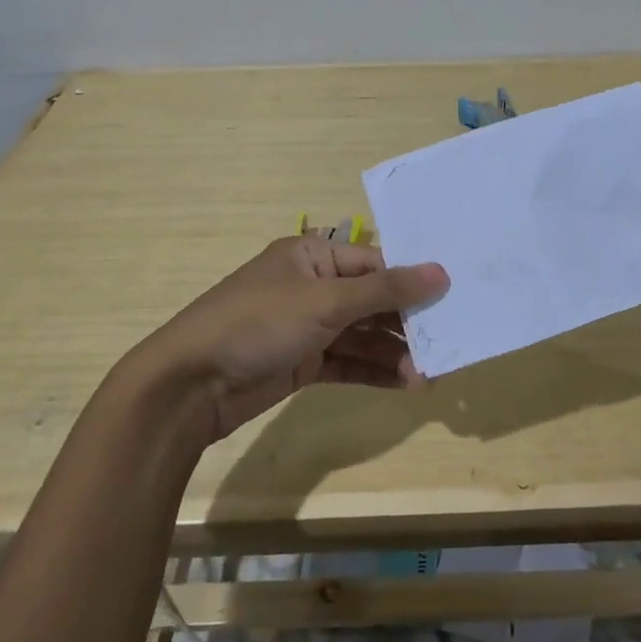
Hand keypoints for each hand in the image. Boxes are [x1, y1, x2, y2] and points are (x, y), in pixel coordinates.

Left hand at [142, 236, 447, 441]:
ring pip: (362, 335)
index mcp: (312, 256)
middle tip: (446, 342)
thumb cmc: (258, 323)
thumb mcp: (325, 301)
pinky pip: (347, 362)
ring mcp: (306, 326)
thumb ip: (385, 289)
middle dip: (406, 322)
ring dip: (393, 353)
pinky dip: (373, 371)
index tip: (450, 297)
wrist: (190, 385)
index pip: (374, 263)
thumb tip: (441, 273)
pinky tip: (405, 384)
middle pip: (371, 300)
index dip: (411, 280)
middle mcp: (311, 286)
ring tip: (429, 374)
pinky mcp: (302, 362)